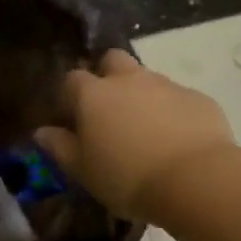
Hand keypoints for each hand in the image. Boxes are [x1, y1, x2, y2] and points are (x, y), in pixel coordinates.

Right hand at [35, 49, 234, 221]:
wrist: (197, 180)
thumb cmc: (127, 178)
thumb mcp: (83, 171)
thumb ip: (60, 147)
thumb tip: (41, 131)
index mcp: (94, 95)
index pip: (71, 80)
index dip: (69, 96)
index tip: (71, 120)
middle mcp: (128, 80)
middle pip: (112, 60)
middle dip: (107, 76)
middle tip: (109, 111)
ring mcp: (167, 85)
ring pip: (147, 78)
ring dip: (141, 95)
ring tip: (145, 131)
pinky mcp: (198, 99)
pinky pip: (178, 98)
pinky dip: (173, 112)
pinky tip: (177, 140)